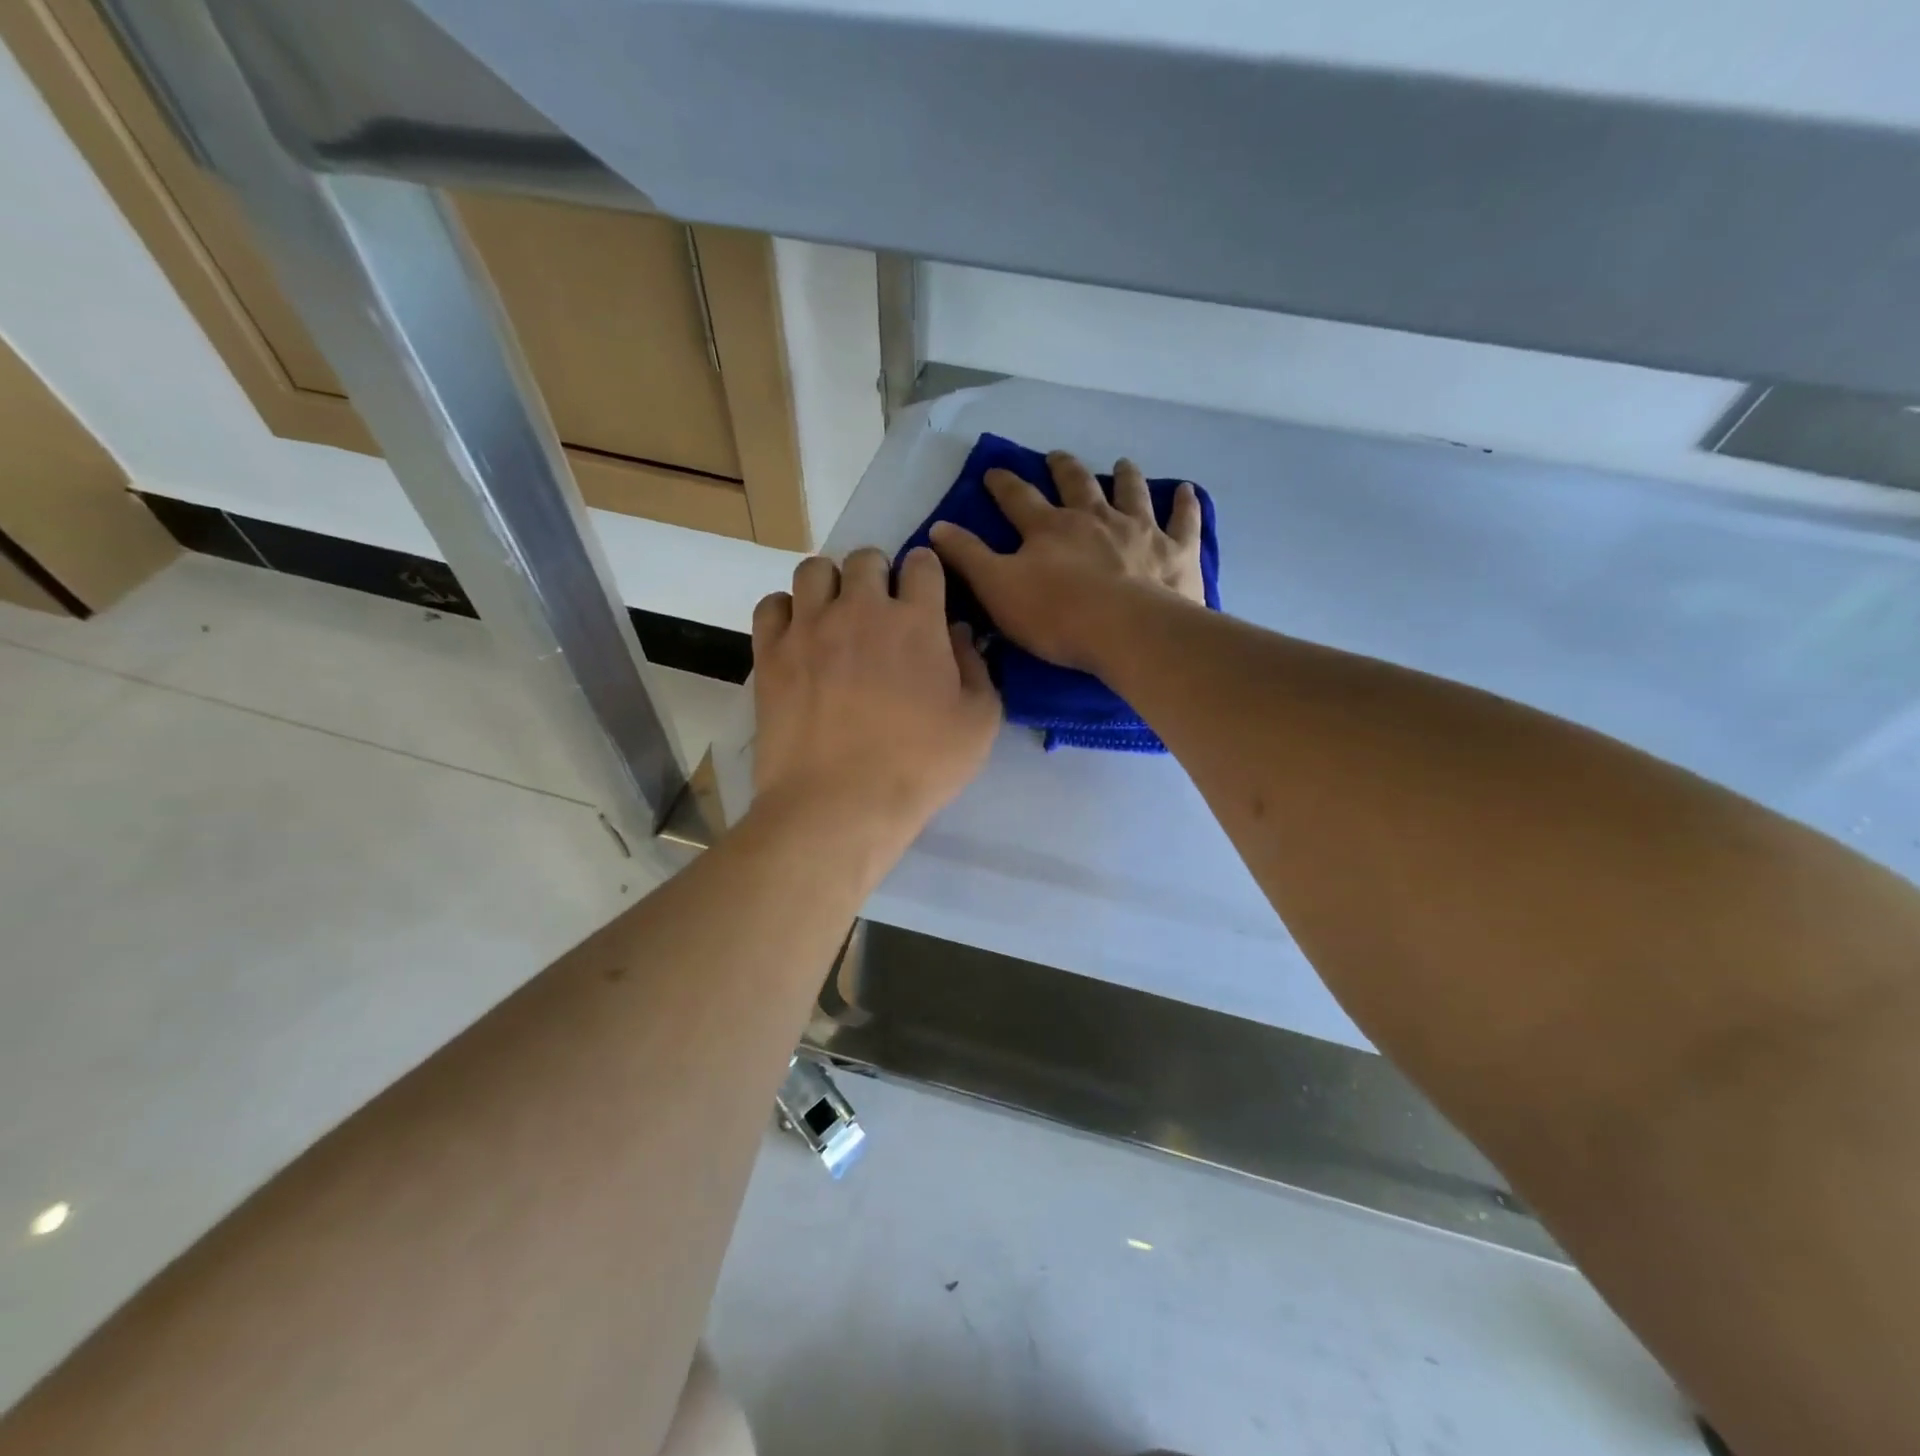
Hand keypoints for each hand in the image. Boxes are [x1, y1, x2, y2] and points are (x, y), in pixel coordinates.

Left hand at [751, 546, 1000, 848]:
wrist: (839, 804)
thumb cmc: (919, 768)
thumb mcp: (979, 724)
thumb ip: (978, 668)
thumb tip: (959, 633)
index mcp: (916, 621)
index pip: (922, 564)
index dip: (926, 574)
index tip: (925, 595)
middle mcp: (860, 609)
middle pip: (866, 558)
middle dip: (878, 576)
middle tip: (881, 612)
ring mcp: (809, 627)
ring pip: (814, 569)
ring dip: (831, 585)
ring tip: (836, 616)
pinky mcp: (770, 653)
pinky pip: (771, 605)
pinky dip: (787, 611)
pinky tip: (799, 636)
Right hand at [929, 451, 1204, 673]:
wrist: (1127, 632)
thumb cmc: (1056, 615)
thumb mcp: (997, 589)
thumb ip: (968, 558)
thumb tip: (937, 528)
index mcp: (1049, 528)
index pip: (1018, 498)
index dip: (1003, 483)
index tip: (993, 470)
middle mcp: (1094, 518)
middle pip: (1076, 484)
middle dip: (1063, 468)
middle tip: (1057, 456)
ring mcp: (1139, 530)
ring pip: (1130, 492)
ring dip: (1124, 476)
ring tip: (1122, 463)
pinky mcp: (1176, 552)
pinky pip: (1183, 521)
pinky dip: (1186, 504)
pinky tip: (1188, 491)